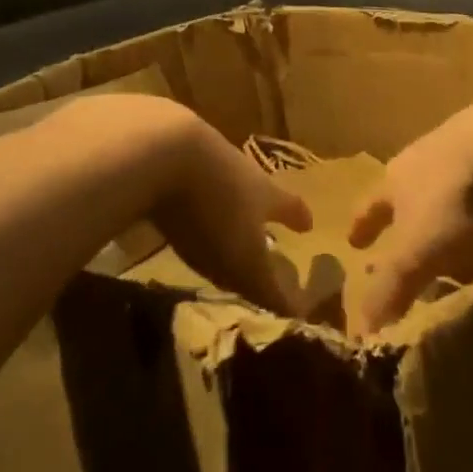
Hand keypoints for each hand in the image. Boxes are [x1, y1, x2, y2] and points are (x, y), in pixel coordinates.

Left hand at [143, 105, 313, 316]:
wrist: (162, 149)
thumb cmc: (215, 211)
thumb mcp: (243, 262)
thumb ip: (269, 292)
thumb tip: (303, 322)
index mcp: (264, 192)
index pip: (290, 205)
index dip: (299, 216)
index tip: (309, 223)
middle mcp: (238, 168)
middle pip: (254, 187)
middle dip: (258, 205)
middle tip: (260, 221)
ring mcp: (201, 154)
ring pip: (219, 177)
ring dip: (222, 195)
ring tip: (217, 212)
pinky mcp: (164, 149)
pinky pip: (181, 174)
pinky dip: (184, 188)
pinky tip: (172, 200)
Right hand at [348, 91, 472, 333]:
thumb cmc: (451, 199)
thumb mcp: (416, 252)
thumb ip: (389, 289)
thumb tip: (358, 333)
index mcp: (397, 179)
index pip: (370, 206)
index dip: (362, 226)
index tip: (352, 243)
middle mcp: (426, 159)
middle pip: (411, 196)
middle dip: (410, 227)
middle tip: (412, 255)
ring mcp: (469, 151)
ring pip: (452, 193)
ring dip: (453, 223)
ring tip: (465, 254)